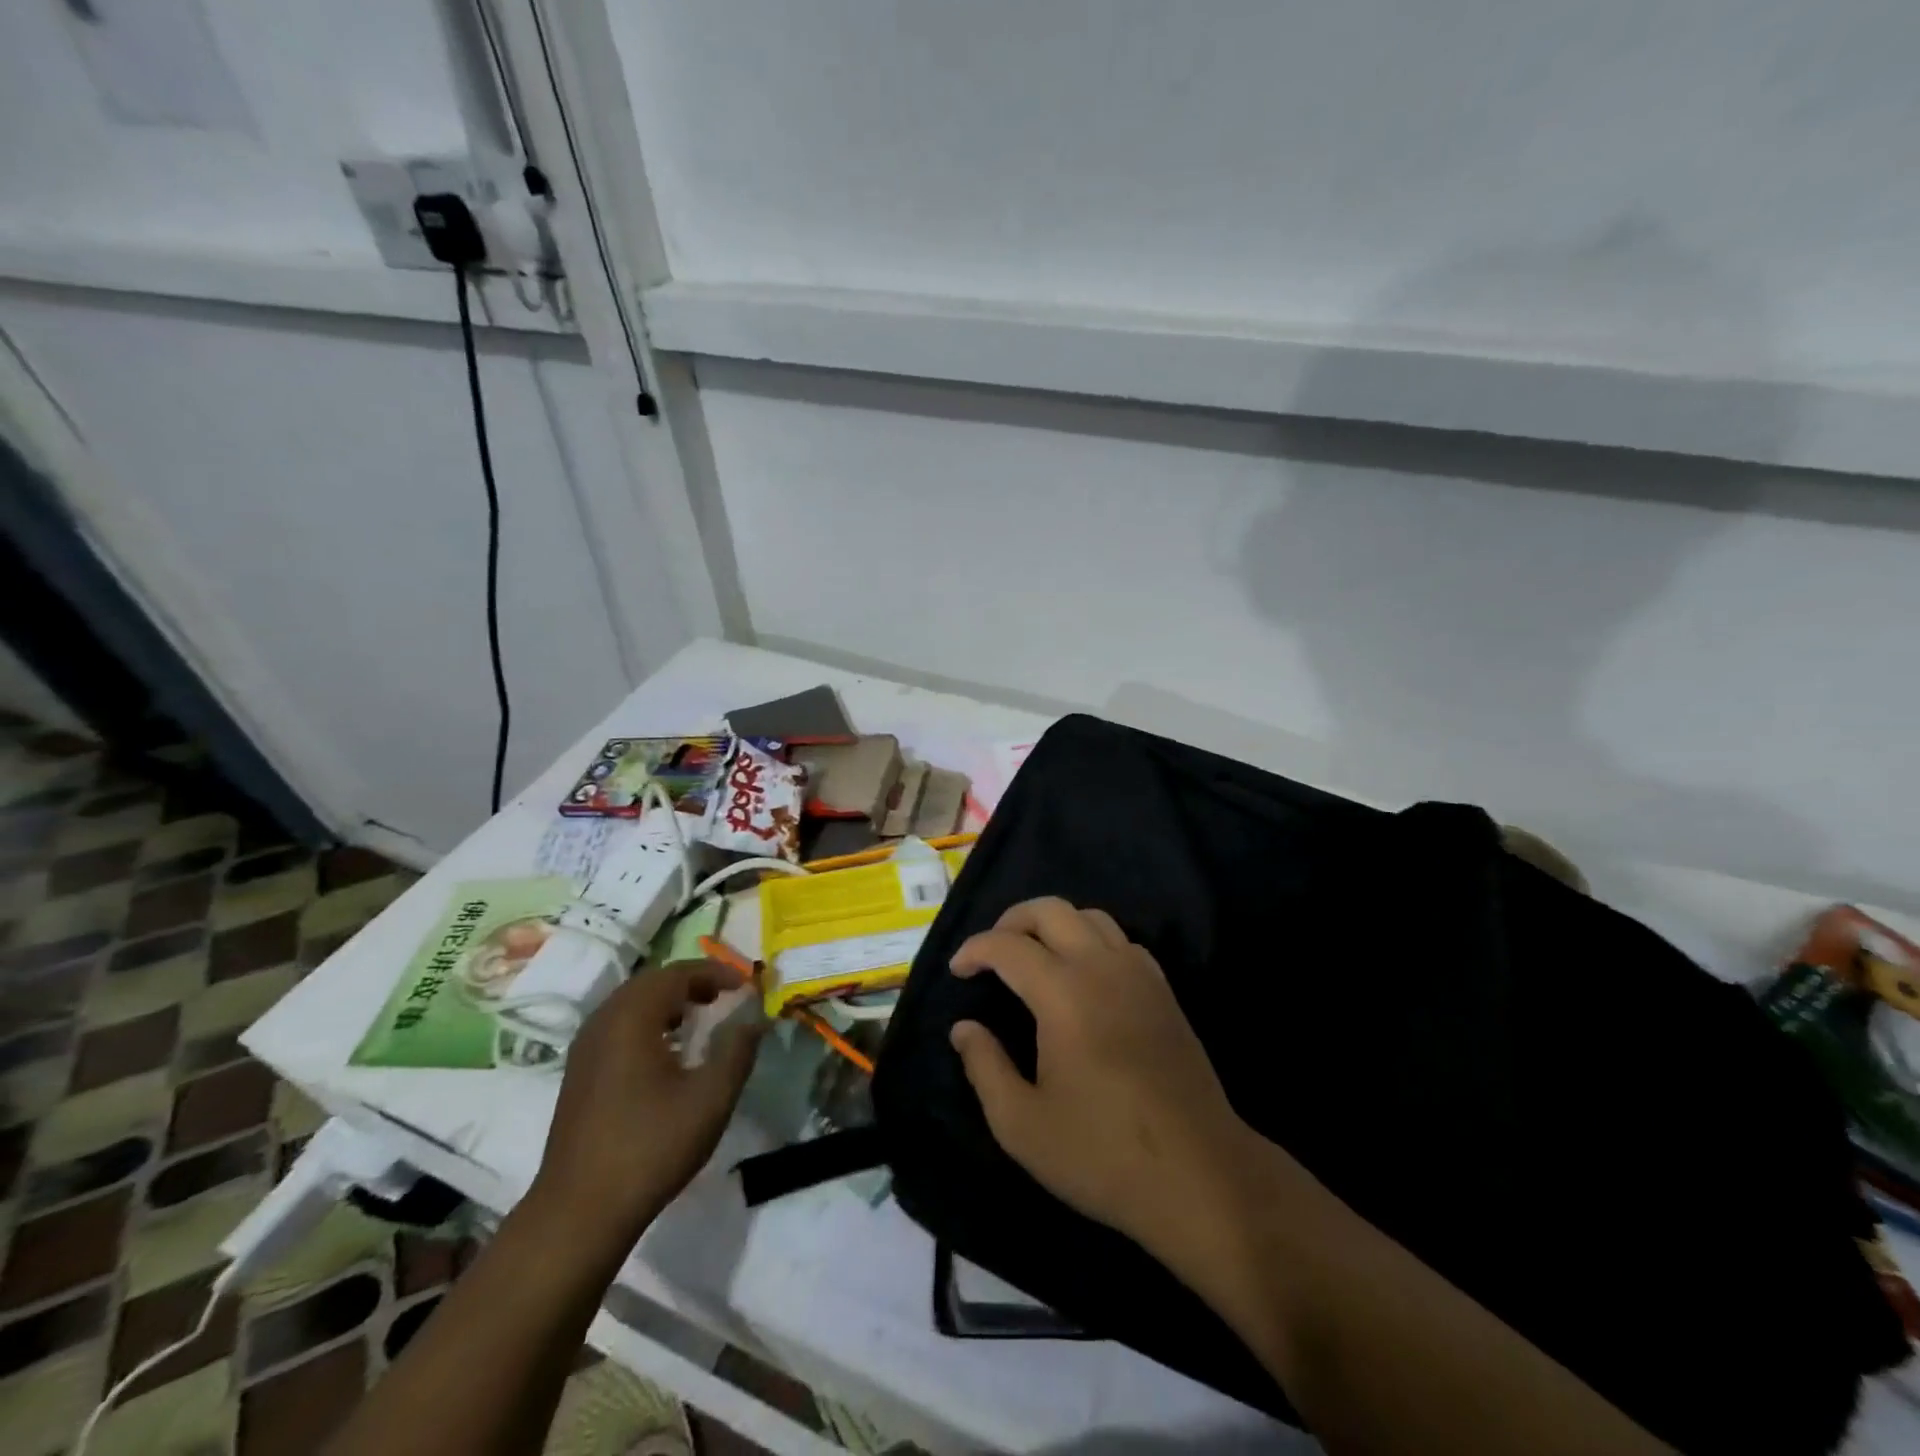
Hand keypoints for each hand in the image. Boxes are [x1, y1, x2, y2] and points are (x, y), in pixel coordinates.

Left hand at [527, 962, 764, 1260]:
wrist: (579, 1212)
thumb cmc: (651, 1147)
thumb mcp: (711, 1098)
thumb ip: (738, 1051)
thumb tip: (754, 1020)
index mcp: (632, 1018)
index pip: (678, 974)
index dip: (716, 972)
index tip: (746, 985)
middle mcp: (604, 1021)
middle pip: (652, 982)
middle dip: (692, 982)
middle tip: (725, 995)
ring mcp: (585, 1047)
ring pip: (632, 1003)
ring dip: (669, 1000)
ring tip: (701, 1017)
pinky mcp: (579, 1072)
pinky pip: (618, 1025)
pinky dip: (648, 1020)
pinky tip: (667, 1050)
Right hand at [949, 898, 1254, 1252]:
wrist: (1201, 1176)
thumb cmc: (1103, 1154)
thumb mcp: (1022, 1125)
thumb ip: (984, 1067)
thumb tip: (964, 1028)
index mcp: (1064, 993)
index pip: (1008, 946)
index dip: (975, 949)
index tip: (957, 970)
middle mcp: (1102, 967)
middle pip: (1051, 910)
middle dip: (1011, 920)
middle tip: (990, 952)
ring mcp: (1140, 975)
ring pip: (1090, 917)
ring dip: (1053, 924)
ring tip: (1032, 956)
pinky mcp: (1164, 991)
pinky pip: (1121, 940)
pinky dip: (1091, 940)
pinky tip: (1082, 976)